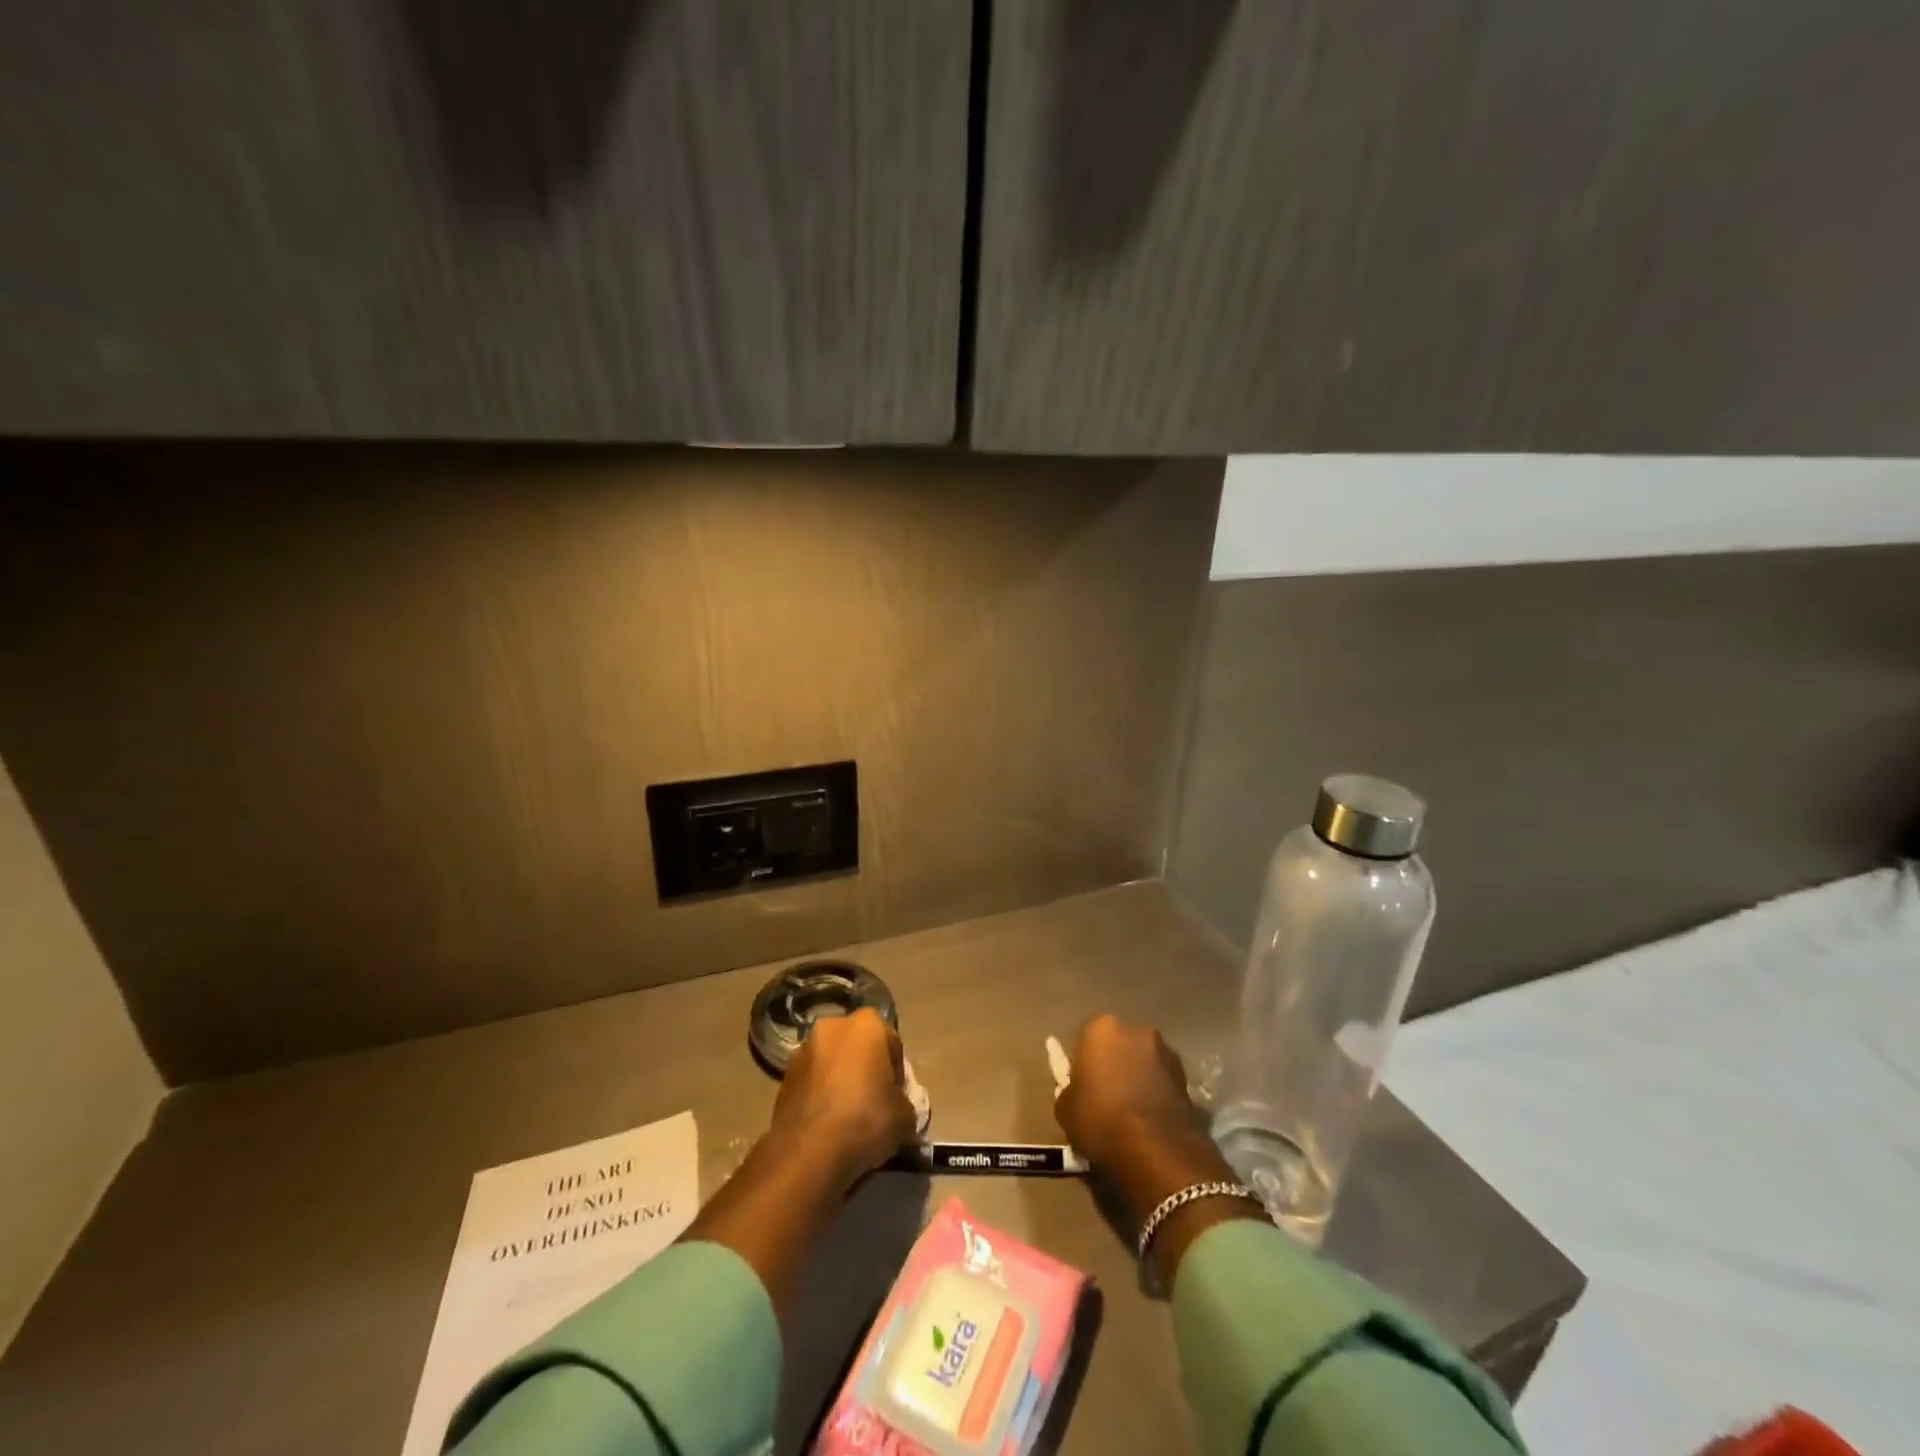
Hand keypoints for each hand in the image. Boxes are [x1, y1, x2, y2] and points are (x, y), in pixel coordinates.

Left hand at [771, 1009, 916, 1189]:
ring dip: (839, 1080)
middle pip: (857, 1046)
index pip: (891, 1042)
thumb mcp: (905, 1116)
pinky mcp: (783, 1078)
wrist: (809, 1152)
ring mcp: (803, 1051)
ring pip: (831, 1063)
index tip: (896, 1097)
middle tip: (873, 1102)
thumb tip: (896, 1107)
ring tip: (847, 1116)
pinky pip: (811, 1083)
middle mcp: (832, 1027)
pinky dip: (820, 1096)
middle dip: (865, 1068)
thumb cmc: (866, 1119)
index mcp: (866, 1024)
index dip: (897, 1071)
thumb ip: (903, 1102)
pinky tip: (827, 1125)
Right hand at [1054, 1014, 1202, 1169]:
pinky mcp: (1187, 1077)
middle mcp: (1135, 1030)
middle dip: (1115, 1065)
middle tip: (1107, 1097)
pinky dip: (1157, 1093)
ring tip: (1132, 1112)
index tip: (1084, 1088)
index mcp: (1101, 1028)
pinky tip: (1150, 1120)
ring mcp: (1166, 1051)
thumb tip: (1079, 1092)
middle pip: (1119, 1045)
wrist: (1156, 1149)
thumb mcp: (1065, 1109)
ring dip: (1139, 1078)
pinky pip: (1163, 1081)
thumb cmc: (1100, 1119)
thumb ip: (1071, 1091)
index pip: (1086, 1040)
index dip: (1084, 1065)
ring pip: (1144, 1062)